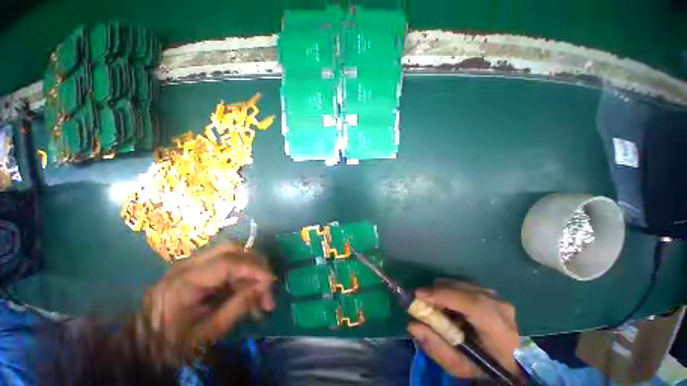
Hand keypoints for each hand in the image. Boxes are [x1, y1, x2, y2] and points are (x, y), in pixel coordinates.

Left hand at [141, 243, 274, 361]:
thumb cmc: (170, 346)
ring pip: (230, 254)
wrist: (140, 347)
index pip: (228, 263)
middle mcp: (187, 266)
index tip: (271, 281)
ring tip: (258, 292)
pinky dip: (240, 274)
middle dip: (254, 263)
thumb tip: (263, 288)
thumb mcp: (205, 335)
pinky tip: (245, 291)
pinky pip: (225, 263)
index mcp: (184, 283)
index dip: (254, 268)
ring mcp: (190, 265)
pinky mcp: (194, 270)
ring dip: (249, 268)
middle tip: (266, 284)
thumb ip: (237, 308)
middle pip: (231, 250)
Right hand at [407, 280, 521, 379]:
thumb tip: (413, 325)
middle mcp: (501, 309)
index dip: (444, 296)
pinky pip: (464, 284)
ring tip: (433, 303)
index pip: (473, 306)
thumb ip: (435, 346)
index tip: (419, 295)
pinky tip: (446, 302)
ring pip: (462, 284)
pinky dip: (450, 290)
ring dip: (443, 291)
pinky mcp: (490, 292)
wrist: (503, 360)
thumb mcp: (457, 365)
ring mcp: (497, 298)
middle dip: (438, 292)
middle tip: (420, 299)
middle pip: (464, 291)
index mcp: (500, 333)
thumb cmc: (480, 366)